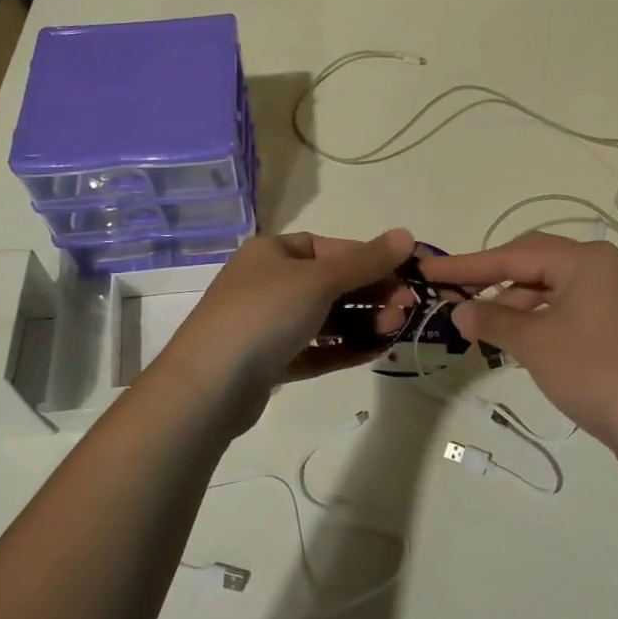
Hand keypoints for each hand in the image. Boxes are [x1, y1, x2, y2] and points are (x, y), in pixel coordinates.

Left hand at [156, 228, 415, 433]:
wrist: (211, 383)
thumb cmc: (265, 313)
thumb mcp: (319, 279)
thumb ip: (366, 261)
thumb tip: (406, 235)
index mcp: (272, 252)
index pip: (330, 248)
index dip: (369, 259)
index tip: (404, 276)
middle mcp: (267, 283)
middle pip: (330, 284)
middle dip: (371, 294)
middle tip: (407, 309)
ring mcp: (267, 324)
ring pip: (324, 319)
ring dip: (362, 321)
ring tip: (395, 330)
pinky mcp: (270, 362)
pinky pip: (314, 350)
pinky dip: (343, 349)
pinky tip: (374, 352)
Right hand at [422, 233, 617, 479]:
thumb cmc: (595, 372)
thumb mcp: (534, 343)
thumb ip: (491, 320)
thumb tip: (459, 310)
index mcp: (585, 260)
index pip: (513, 255)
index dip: (467, 265)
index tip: (428, 269)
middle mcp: (603, 268)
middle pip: (532, 265)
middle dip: (491, 281)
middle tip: (453, 295)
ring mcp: (615, 297)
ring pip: (549, 290)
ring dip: (513, 306)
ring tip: (482, 329)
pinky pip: (566, 310)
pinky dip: (537, 321)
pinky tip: (516, 343)